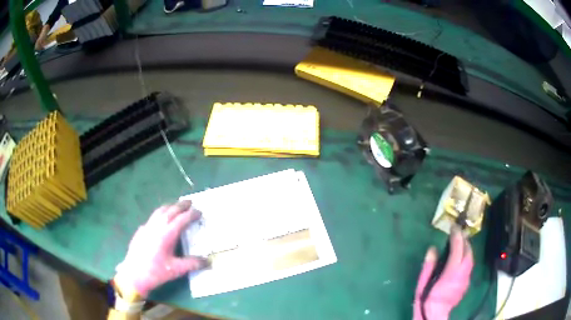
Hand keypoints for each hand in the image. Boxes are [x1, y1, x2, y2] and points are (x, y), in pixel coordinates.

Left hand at [114, 200, 208, 297]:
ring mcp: (147, 227)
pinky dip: (160, 214)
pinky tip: (161, 220)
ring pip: (159, 211)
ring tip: (176, 206)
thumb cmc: (156, 272)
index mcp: (167, 234)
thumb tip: (208, 262)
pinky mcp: (141, 231)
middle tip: (190, 202)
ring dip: (170, 207)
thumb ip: (192, 264)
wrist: (134, 274)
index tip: (199, 212)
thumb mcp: (176, 270)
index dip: (191, 214)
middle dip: (181, 205)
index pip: (181, 219)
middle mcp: (156, 226)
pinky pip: (152, 217)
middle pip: (170, 211)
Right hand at [413, 228, 473, 319]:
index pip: (458, 249)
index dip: (457, 236)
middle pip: (468, 253)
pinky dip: (467, 258)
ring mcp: (466, 280)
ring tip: (461, 242)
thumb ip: (429, 266)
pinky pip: (469, 267)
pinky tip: (461, 259)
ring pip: (471, 259)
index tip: (454, 227)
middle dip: (465, 241)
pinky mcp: (466, 284)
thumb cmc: (426, 300)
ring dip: (467, 248)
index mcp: (451, 273)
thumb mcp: (423, 283)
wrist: (434, 316)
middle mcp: (462, 274)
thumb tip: (433, 249)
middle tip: (458, 233)